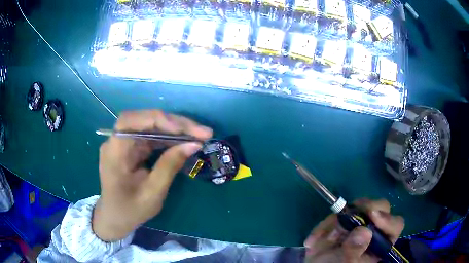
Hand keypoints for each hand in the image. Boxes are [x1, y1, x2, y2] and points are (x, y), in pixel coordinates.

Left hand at [92, 110, 212, 240]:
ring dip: (175, 129)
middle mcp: (117, 141)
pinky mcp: (133, 147)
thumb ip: (170, 166)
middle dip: (174, 123)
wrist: (116, 217)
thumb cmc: (130, 210)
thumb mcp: (152, 193)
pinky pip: (152, 136)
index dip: (156, 119)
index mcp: (114, 152)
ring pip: (151, 125)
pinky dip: (170, 137)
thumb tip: (193, 144)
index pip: (130, 121)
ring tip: (199, 135)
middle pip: (144, 120)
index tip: (183, 130)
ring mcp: (125, 142)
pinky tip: (185, 141)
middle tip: (202, 132)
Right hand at [304, 199, 404, 262]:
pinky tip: (314, 241)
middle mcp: (374, 229)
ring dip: (338, 221)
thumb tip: (364, 231)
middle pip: (380, 207)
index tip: (372, 215)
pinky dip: (325, 225)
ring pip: (358, 207)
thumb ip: (354, 250)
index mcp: (380, 243)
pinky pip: (337, 213)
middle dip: (363, 210)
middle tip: (345, 216)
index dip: (387, 219)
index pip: (395, 225)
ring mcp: (360, 222)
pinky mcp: (345, 219)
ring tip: (324, 239)